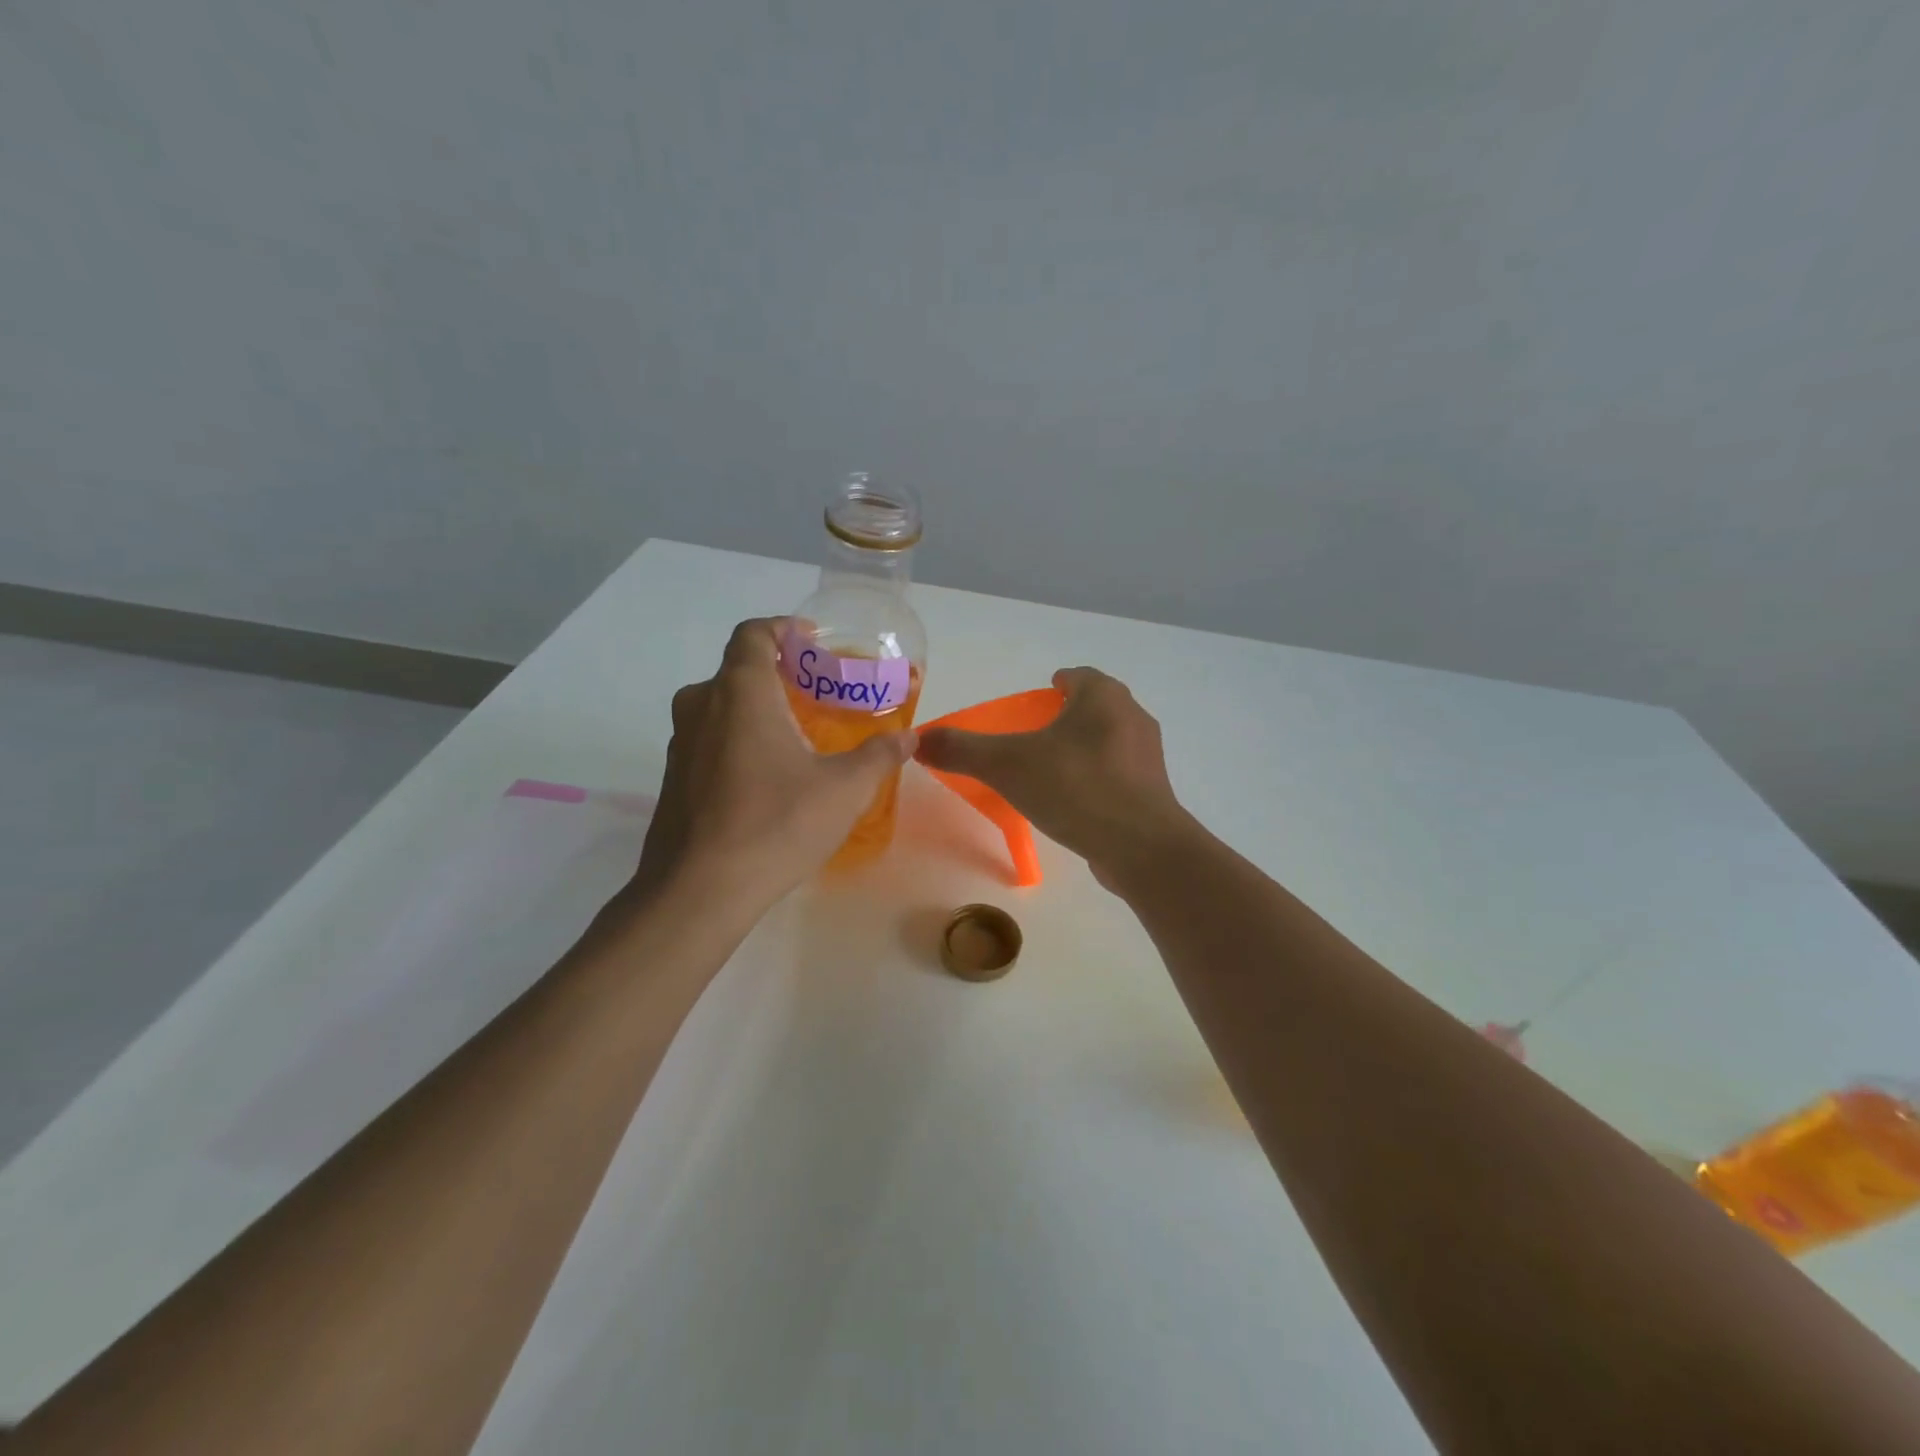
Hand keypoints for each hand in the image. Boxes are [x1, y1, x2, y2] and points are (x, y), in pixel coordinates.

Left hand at [632, 618, 915, 907]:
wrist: (699, 891)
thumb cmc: (776, 824)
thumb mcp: (844, 789)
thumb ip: (878, 756)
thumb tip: (908, 739)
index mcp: (740, 692)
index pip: (753, 633)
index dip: (782, 628)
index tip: (811, 641)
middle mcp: (701, 706)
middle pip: (738, 669)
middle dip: (779, 673)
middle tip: (817, 693)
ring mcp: (681, 744)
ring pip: (721, 706)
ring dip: (758, 708)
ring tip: (798, 734)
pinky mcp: (673, 778)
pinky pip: (710, 739)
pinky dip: (739, 738)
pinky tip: (769, 775)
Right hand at [915, 667, 1195, 888]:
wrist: (1140, 847)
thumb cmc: (1075, 787)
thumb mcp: (1007, 765)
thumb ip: (963, 749)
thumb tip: (920, 740)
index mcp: (1102, 697)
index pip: (1077, 676)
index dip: (1054, 685)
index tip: (1033, 703)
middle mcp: (1131, 716)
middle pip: (1094, 707)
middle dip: (1065, 718)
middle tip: (1033, 738)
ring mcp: (1147, 756)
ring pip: (1107, 741)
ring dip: (1082, 749)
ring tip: (1049, 772)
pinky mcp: (1153, 791)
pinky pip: (1118, 774)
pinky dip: (1095, 779)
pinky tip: (1074, 803)